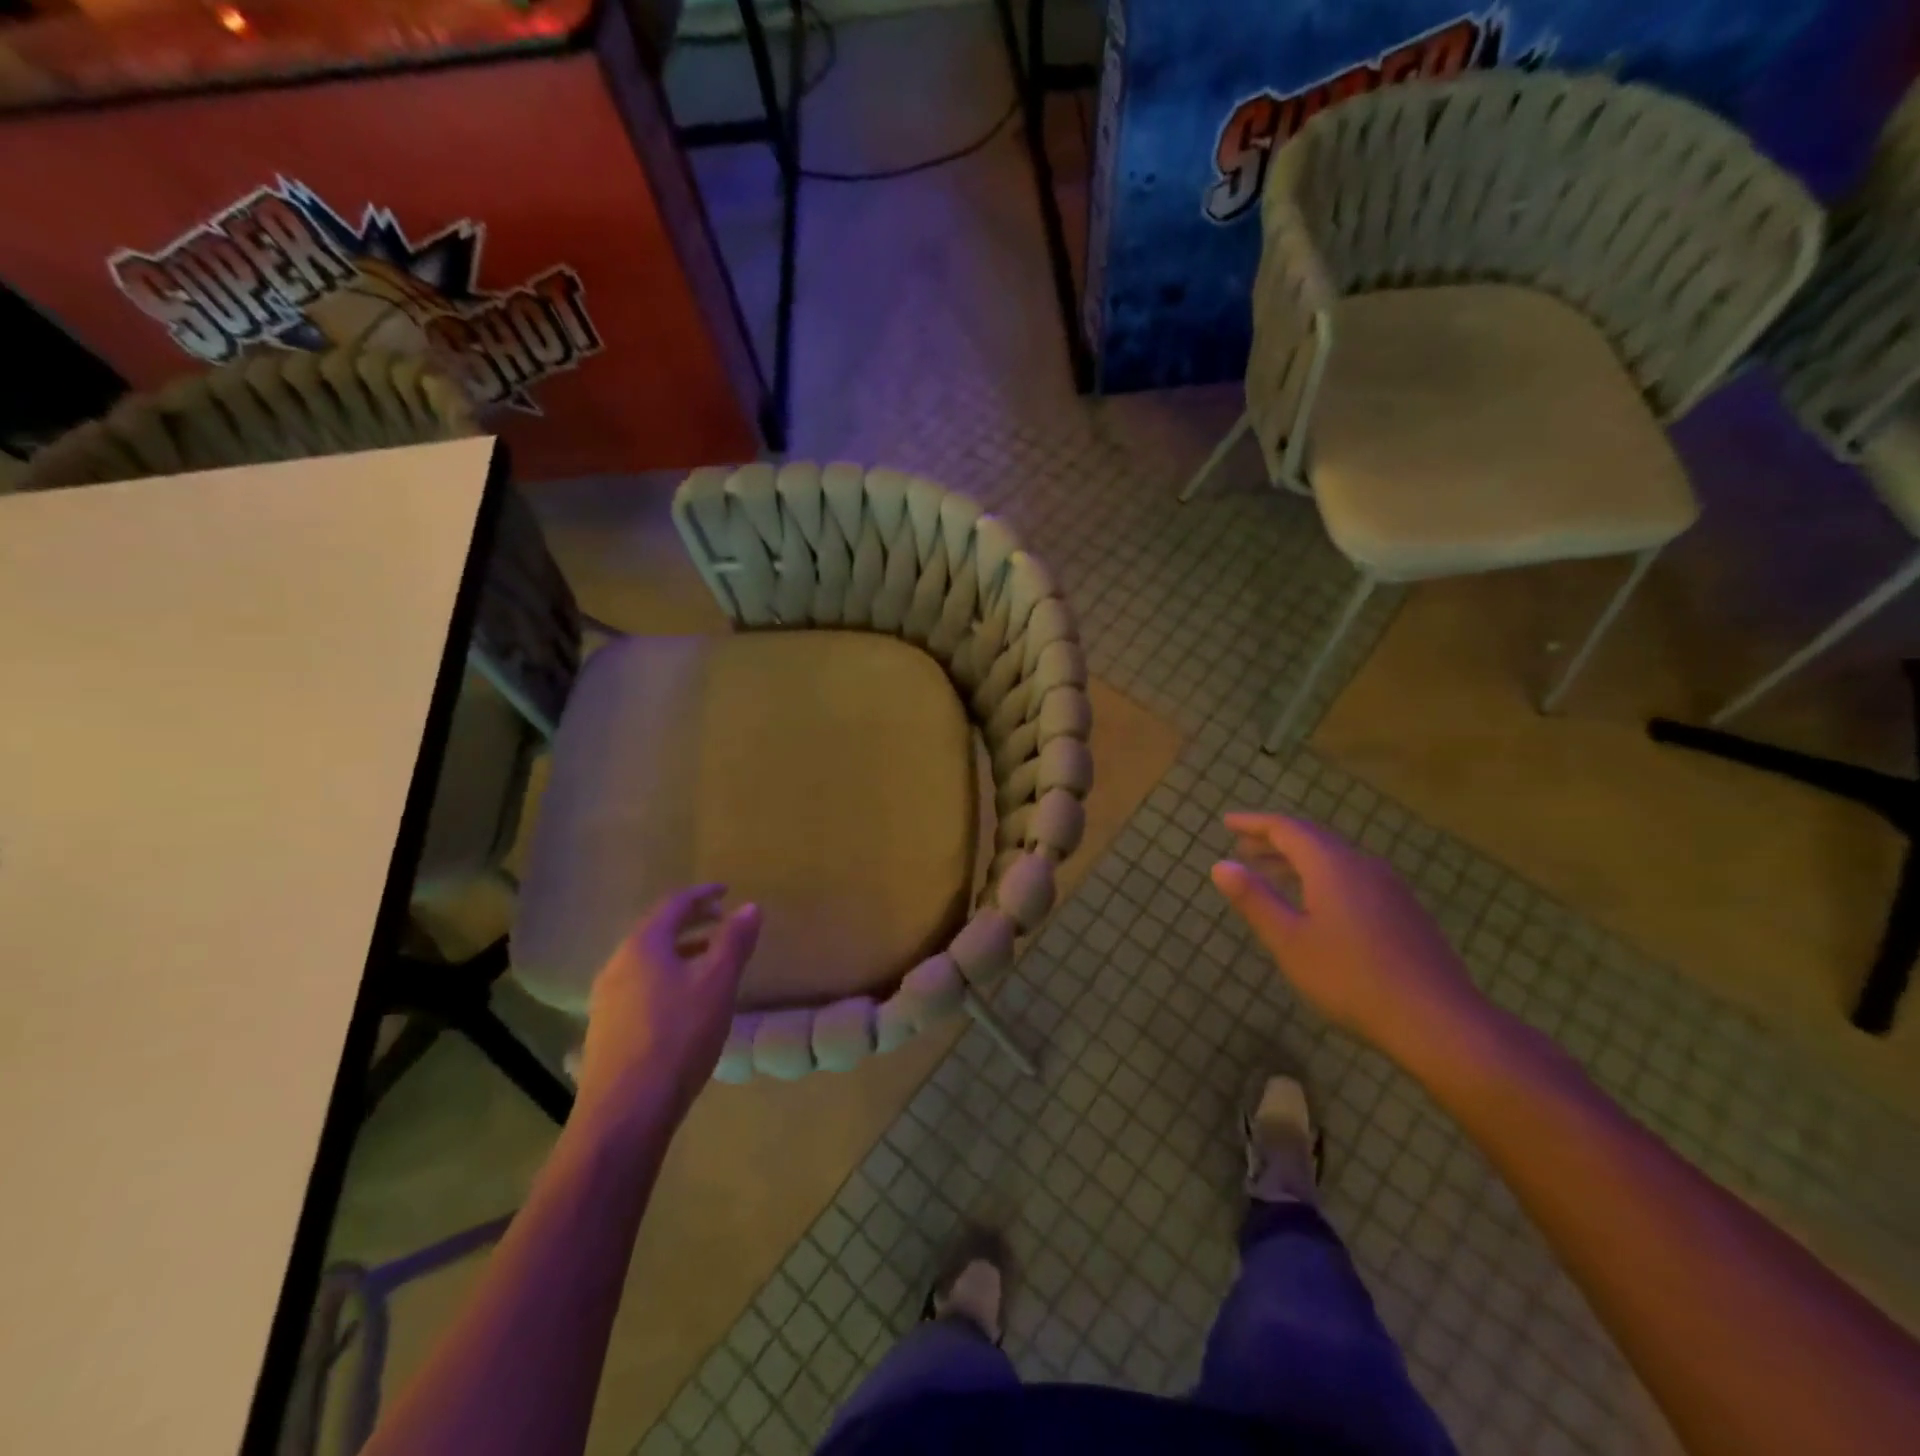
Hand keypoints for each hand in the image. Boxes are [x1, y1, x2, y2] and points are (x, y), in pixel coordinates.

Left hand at [574, 886, 760, 1129]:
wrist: (625, 1113)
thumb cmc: (678, 1037)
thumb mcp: (717, 985)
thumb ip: (734, 942)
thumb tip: (750, 906)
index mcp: (643, 946)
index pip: (674, 904)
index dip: (702, 894)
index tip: (726, 891)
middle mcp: (618, 964)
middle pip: (656, 930)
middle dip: (691, 921)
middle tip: (721, 920)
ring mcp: (606, 998)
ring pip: (647, 960)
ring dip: (679, 950)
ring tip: (709, 958)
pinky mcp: (606, 1028)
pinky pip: (640, 985)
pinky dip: (666, 975)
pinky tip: (684, 1000)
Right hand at [1210, 812, 1488, 1069]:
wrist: (1439, 1022)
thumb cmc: (1351, 979)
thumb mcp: (1289, 941)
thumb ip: (1254, 899)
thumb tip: (1220, 865)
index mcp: (1332, 865)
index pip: (1286, 828)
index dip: (1253, 823)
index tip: (1227, 823)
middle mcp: (1363, 866)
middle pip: (1312, 840)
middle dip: (1274, 841)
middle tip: (1243, 849)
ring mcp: (1390, 889)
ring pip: (1335, 861)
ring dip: (1298, 862)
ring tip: (1271, 874)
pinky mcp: (1405, 913)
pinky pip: (1353, 879)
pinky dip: (1322, 879)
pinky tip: (1317, 906)